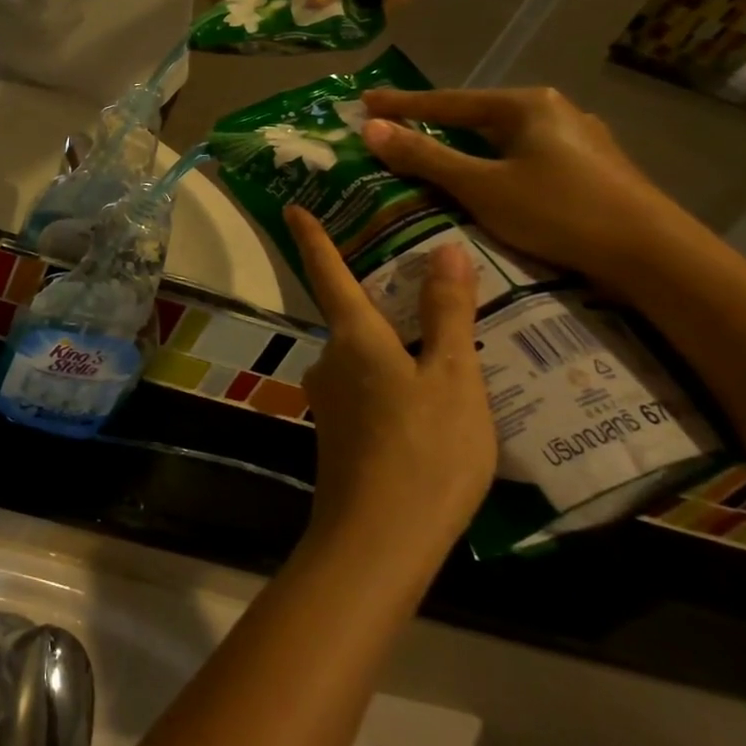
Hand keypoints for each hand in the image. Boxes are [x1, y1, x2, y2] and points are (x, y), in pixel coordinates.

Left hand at [285, 206, 494, 553]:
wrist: (379, 538)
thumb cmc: (424, 450)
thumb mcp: (453, 378)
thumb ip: (447, 314)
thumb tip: (443, 248)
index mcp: (353, 336)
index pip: (328, 271)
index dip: (312, 237)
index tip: (293, 207)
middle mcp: (330, 358)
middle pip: (353, 315)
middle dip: (381, 301)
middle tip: (427, 290)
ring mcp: (331, 398)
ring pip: (365, 356)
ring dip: (395, 347)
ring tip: (447, 349)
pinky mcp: (340, 431)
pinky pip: (369, 388)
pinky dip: (395, 381)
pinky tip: (431, 403)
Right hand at [358, 86, 695, 288]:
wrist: (656, 258)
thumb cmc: (560, 212)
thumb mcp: (481, 186)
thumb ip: (424, 157)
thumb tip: (370, 128)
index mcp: (526, 105)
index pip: (447, 102)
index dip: (402, 104)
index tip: (364, 101)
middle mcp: (553, 112)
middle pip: (475, 117)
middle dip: (432, 124)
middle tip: (393, 130)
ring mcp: (577, 141)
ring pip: (501, 140)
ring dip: (463, 148)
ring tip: (430, 157)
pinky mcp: (590, 170)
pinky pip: (523, 159)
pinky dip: (491, 166)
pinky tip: (484, 182)